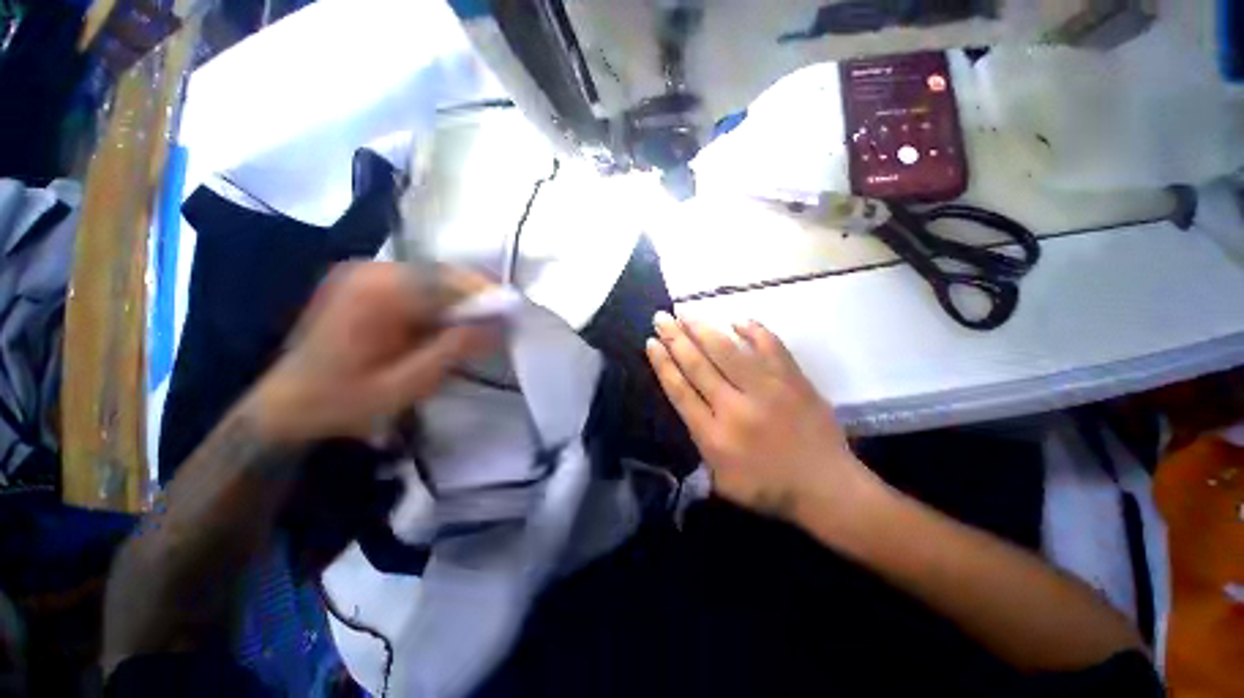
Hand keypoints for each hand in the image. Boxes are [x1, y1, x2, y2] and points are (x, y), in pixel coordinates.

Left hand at [246, 262, 497, 442]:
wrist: (286, 405)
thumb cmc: (345, 401)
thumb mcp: (408, 383)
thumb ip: (456, 348)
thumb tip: (501, 324)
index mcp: (378, 294)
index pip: (450, 281)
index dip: (487, 295)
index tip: (514, 313)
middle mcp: (369, 271)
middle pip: (442, 273)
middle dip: (475, 297)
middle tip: (498, 323)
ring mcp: (362, 272)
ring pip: (431, 276)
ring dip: (458, 299)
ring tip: (476, 326)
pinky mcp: (361, 280)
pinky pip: (414, 283)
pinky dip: (438, 300)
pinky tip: (444, 323)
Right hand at [646, 312, 878, 523]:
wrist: (828, 488)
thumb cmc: (769, 488)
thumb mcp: (721, 479)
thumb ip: (700, 443)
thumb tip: (690, 405)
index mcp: (714, 435)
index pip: (680, 390)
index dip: (663, 363)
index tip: (651, 342)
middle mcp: (735, 408)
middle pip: (698, 365)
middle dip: (675, 338)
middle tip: (661, 317)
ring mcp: (767, 390)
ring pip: (727, 351)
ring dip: (703, 328)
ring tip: (685, 312)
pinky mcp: (793, 380)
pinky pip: (770, 346)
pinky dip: (753, 330)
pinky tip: (736, 319)